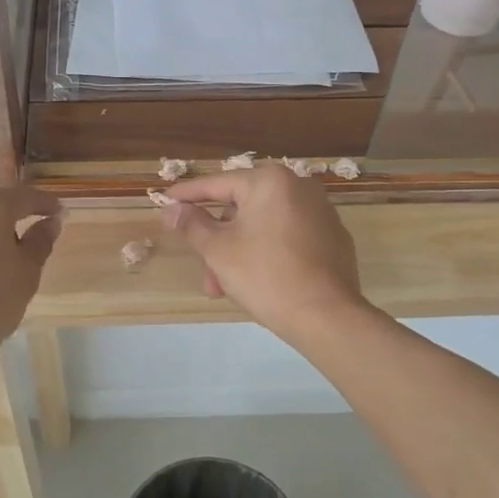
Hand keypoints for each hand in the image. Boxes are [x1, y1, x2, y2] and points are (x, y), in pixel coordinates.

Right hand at [160, 166, 366, 345]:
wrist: (327, 316)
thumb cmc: (265, 276)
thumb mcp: (218, 250)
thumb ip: (192, 225)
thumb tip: (172, 209)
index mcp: (269, 181)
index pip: (217, 184)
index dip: (187, 195)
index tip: (165, 199)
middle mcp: (299, 186)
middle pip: (242, 208)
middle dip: (217, 240)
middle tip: (203, 269)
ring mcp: (321, 212)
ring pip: (264, 226)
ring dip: (239, 251)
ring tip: (225, 287)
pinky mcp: (333, 238)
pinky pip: (288, 237)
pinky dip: (268, 252)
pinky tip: (258, 281)